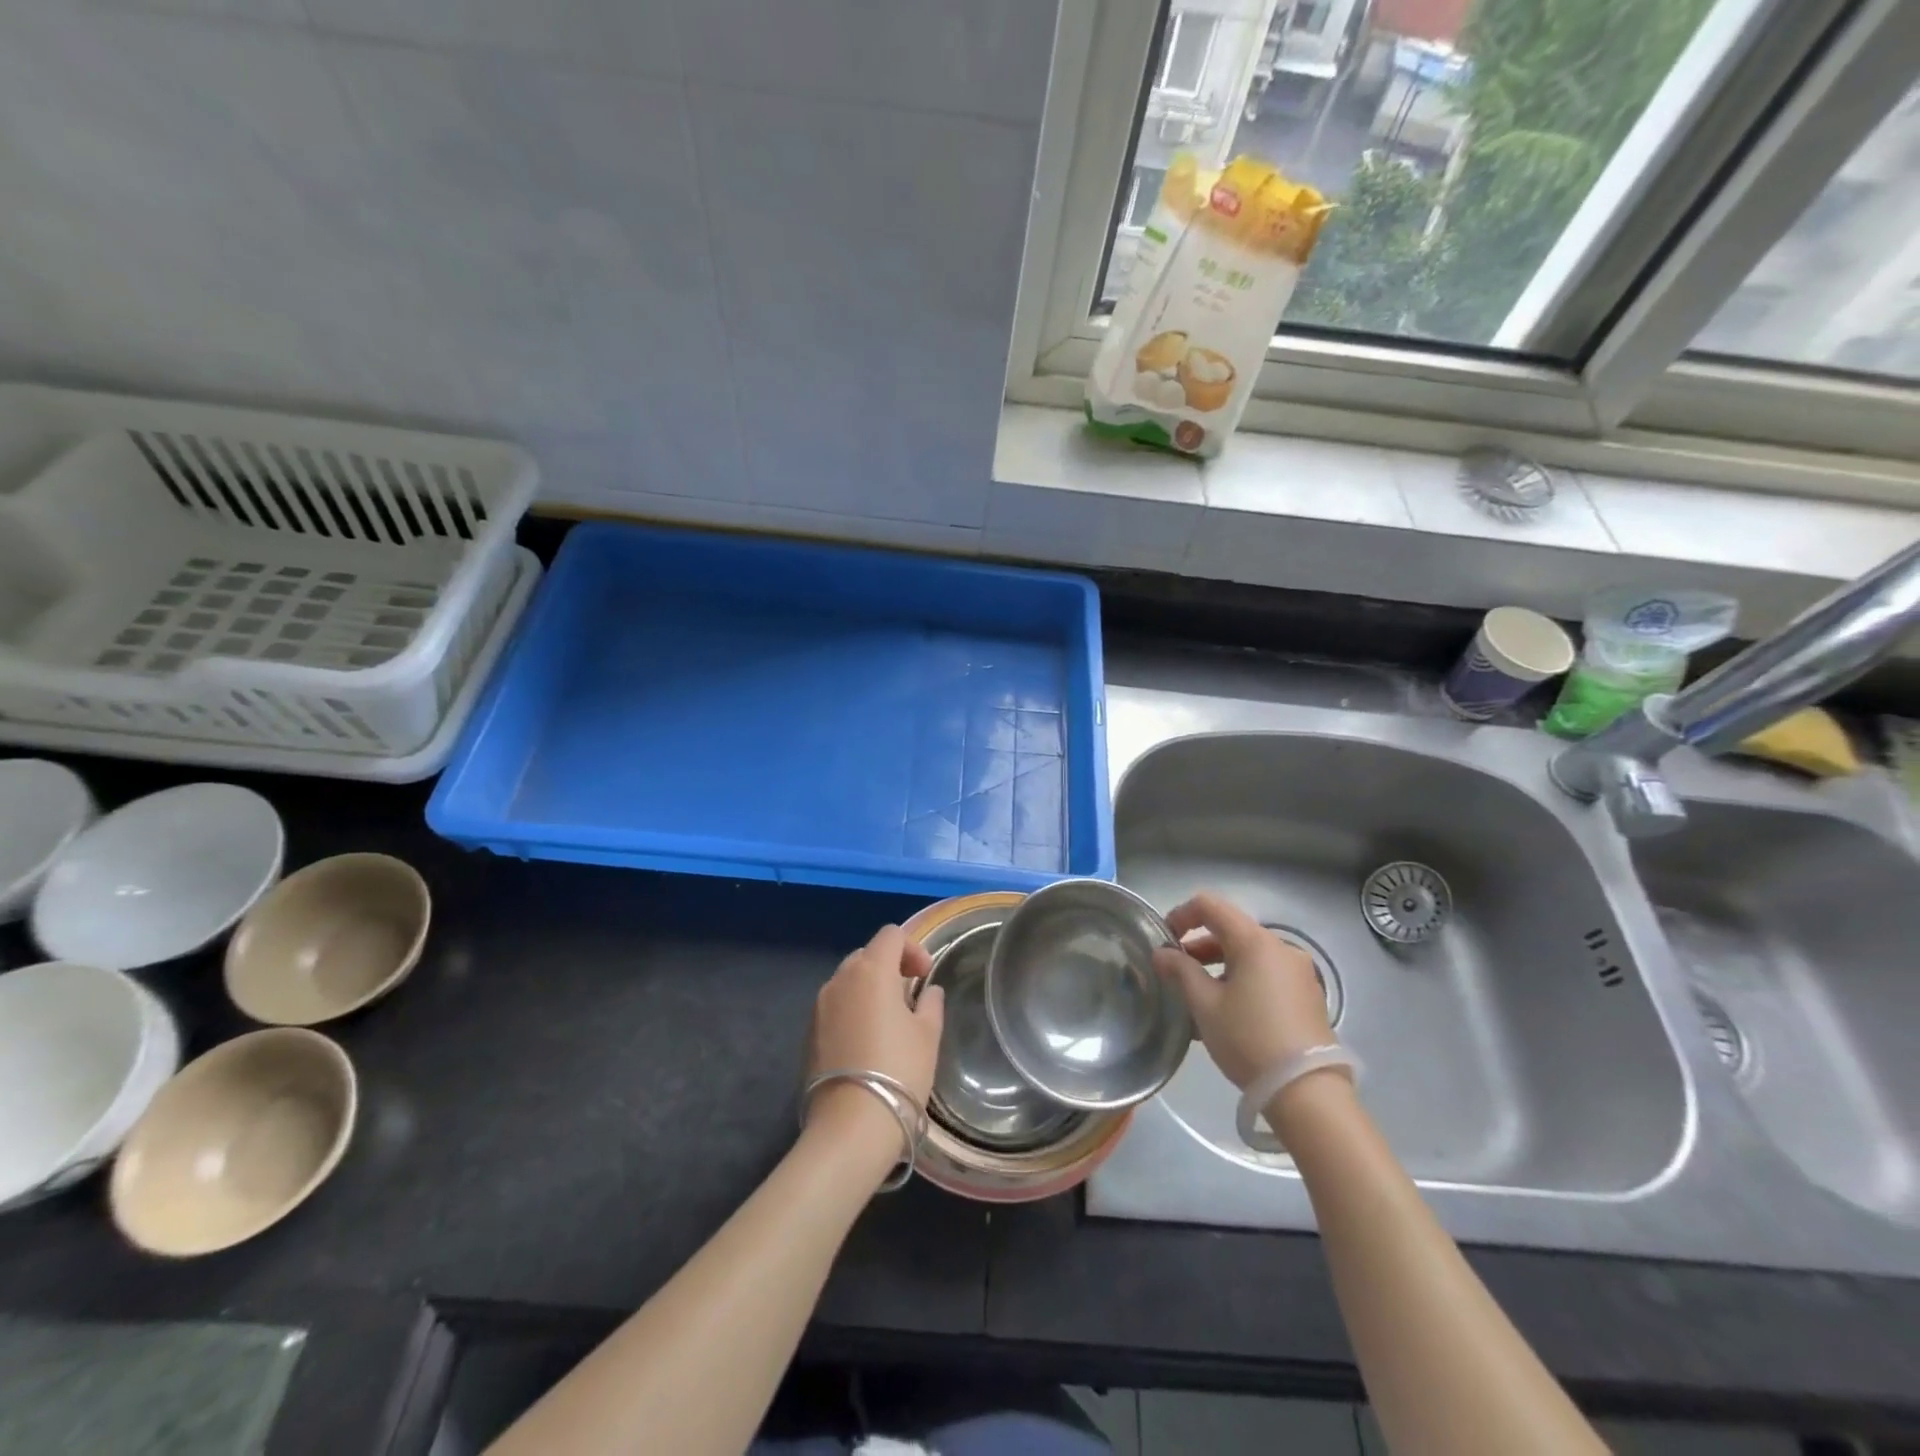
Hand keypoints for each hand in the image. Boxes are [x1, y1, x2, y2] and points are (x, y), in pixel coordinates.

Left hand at [806, 925, 943, 1161]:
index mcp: (871, 970)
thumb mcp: (928, 1035)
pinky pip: (836, 1006)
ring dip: (870, 989)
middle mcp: (840, 979)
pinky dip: (853, 1010)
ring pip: (848, 981)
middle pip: (867, 954)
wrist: (851, 1125)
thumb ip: (930, 1003)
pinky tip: (868, 1042)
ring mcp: (820, 1006)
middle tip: (910, 995)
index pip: (891, 935)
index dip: (912, 948)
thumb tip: (928, 991)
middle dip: (890, 967)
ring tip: (890, 1021)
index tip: (925, 976)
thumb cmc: (899, 1070)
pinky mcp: (809, 1033)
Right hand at [1154, 891, 1335, 1090]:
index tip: (1164, 941)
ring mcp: (1299, 972)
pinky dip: (1242, 981)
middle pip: (1231, 930)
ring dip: (1219, 967)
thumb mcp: (1205, 1005)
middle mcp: (1281, 948)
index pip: (1210, 905)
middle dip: (1198, 946)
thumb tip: (1162, 953)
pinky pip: (1266, 975)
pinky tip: (1227, 1013)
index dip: (1181, 915)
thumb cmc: (1248, 1039)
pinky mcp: (1308, 996)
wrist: (1307, 1091)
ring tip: (1198, 998)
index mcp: (1255, 941)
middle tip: (1176, 973)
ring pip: (1249, 955)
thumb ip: (1180, 971)